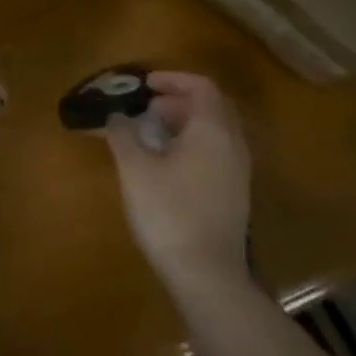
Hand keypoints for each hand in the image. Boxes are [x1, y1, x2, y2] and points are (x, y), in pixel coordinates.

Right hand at [99, 72, 253, 300]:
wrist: (207, 276)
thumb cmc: (169, 213)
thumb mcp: (135, 169)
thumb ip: (123, 134)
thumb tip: (117, 117)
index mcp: (213, 130)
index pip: (202, 86)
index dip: (173, 79)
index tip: (145, 85)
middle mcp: (233, 144)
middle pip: (213, 106)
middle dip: (180, 99)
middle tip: (148, 107)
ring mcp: (239, 170)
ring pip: (217, 130)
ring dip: (187, 122)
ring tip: (153, 133)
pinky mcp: (235, 193)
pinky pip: (218, 151)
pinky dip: (195, 142)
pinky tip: (169, 162)